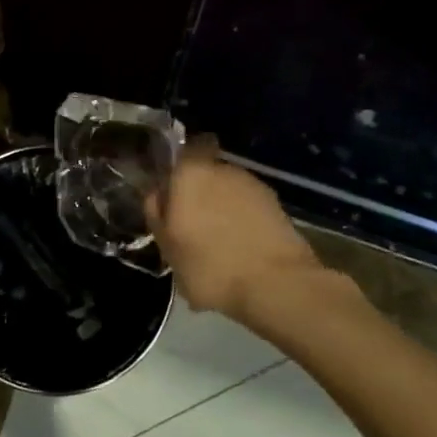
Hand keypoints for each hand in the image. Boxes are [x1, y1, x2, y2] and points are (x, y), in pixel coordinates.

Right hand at [149, 136, 330, 331]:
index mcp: (191, 173)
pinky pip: (250, 211)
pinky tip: (240, 252)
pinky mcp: (279, 208)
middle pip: (206, 174)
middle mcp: (224, 170)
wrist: (278, 286)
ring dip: (223, 210)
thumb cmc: (209, 265)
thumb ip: (156, 214)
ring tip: (218, 243)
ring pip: (230, 193)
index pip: (184, 150)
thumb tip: (157, 194)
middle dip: (200, 193)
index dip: (178, 167)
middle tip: (191, 224)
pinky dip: (244, 224)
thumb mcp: (166, 246)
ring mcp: (255, 187)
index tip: (172, 190)